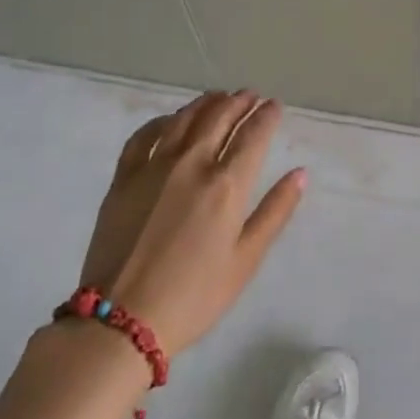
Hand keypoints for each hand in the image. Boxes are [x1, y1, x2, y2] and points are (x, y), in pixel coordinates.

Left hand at [77, 90, 304, 355]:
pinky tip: (172, 121)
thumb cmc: (193, 296)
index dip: (267, 115)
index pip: (254, 134)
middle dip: (240, 102)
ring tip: (219, 97)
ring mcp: (155, 167)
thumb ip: (275, 212)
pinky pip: (145, 135)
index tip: (275, 106)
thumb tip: (300, 173)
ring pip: (185, 119)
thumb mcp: (245, 260)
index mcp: (227, 185)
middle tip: (250, 96)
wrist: (119, 322)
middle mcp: (193, 164)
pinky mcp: (124, 178)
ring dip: (206, 103)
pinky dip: (163, 121)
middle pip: (220, 117)